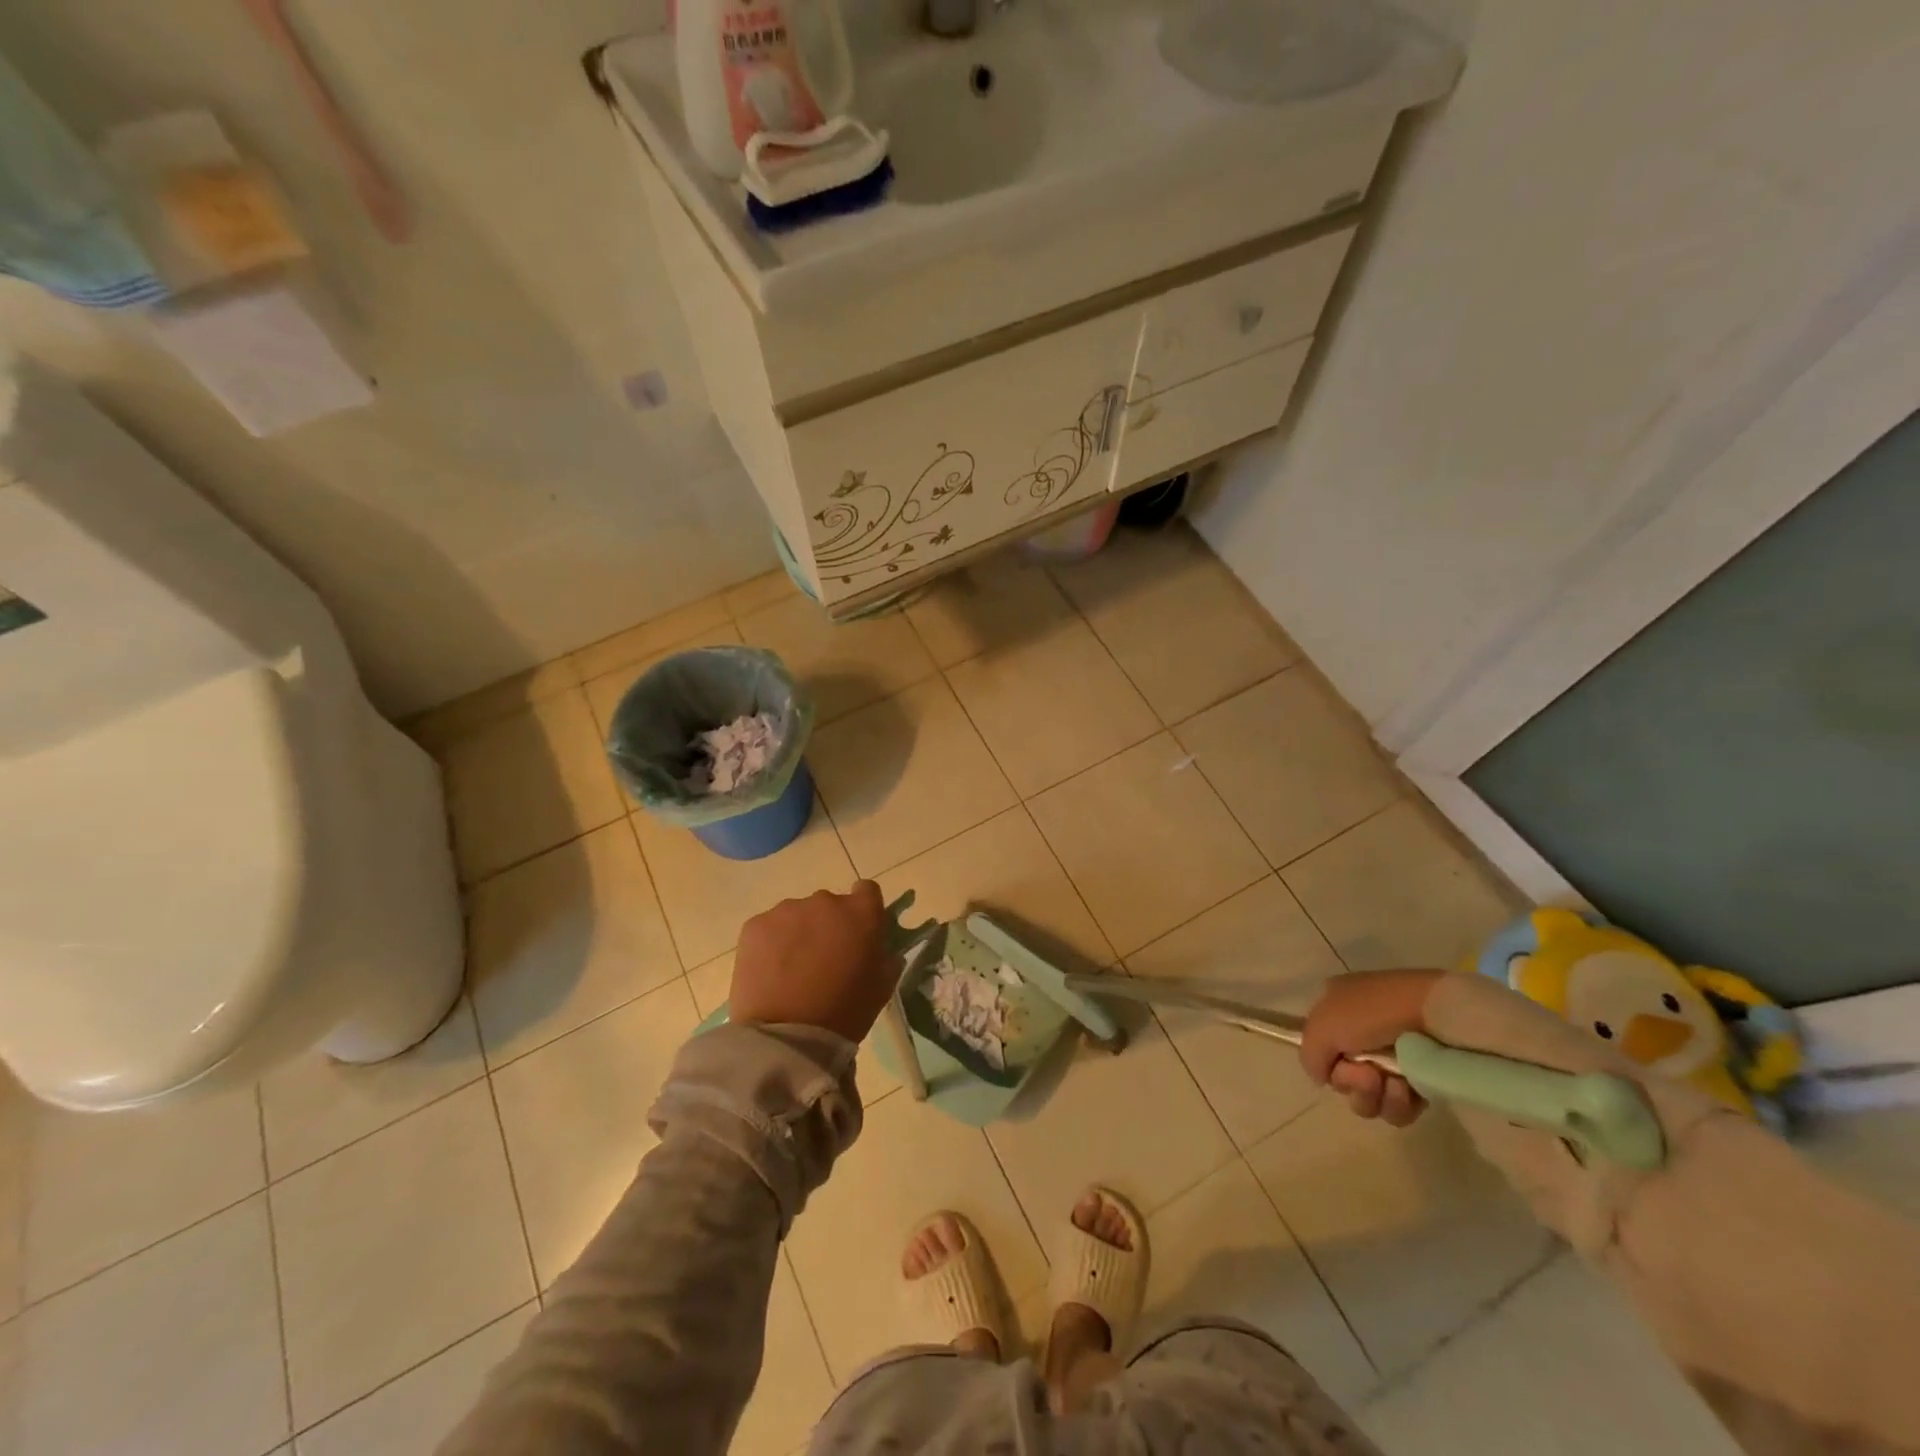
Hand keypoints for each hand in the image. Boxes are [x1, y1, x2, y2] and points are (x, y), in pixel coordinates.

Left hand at [729, 882, 898, 1041]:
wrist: (786, 1036)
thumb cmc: (844, 1013)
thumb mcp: (881, 987)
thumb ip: (885, 957)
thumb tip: (879, 948)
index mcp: (861, 913)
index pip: (867, 891)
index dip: (863, 910)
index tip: (857, 933)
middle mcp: (825, 901)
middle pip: (829, 905)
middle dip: (828, 926)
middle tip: (823, 960)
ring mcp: (787, 910)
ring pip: (796, 916)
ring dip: (798, 934)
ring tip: (792, 971)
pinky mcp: (755, 925)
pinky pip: (769, 928)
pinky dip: (771, 944)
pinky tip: (770, 973)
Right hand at [1300, 970, 1443, 1126]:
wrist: (1436, 1016)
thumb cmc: (1374, 1012)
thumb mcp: (1323, 1024)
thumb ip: (1309, 1054)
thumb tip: (1320, 1078)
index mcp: (1337, 1010)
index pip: (1320, 1050)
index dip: (1326, 1062)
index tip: (1337, 1062)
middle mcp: (1361, 1034)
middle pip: (1343, 1079)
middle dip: (1353, 1083)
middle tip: (1369, 1074)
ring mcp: (1393, 1059)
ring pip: (1369, 1098)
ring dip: (1377, 1096)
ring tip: (1395, 1082)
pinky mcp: (1421, 1081)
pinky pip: (1398, 1109)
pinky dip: (1400, 1103)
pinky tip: (1410, 1089)